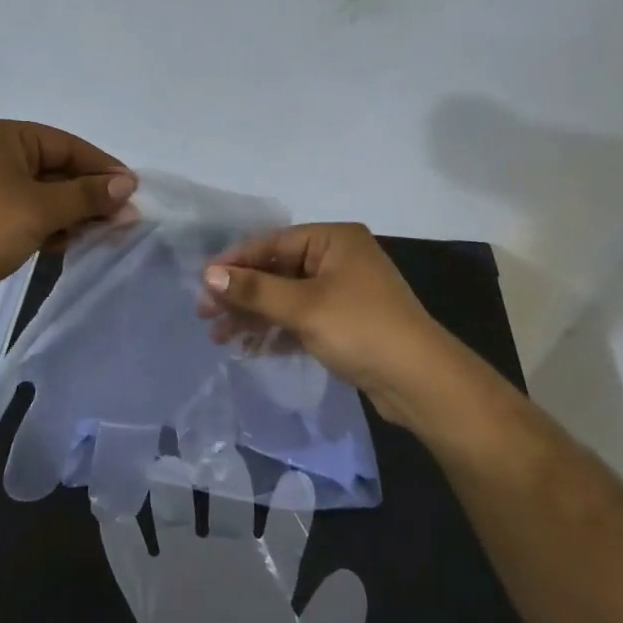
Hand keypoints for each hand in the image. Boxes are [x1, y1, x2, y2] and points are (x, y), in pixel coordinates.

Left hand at [0, 120, 135, 317]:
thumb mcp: (41, 209)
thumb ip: (87, 195)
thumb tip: (128, 184)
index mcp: (6, 137)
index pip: (68, 145)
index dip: (103, 168)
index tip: (133, 191)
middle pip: (57, 170)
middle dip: (89, 195)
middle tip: (122, 220)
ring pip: (44, 195)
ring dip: (71, 214)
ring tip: (99, 235)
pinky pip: (27, 214)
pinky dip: (49, 226)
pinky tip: (66, 244)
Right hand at [199, 223, 473, 433]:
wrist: (420, 382)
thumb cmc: (361, 329)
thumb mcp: (303, 307)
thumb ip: (254, 290)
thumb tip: (208, 275)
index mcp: (334, 240)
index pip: (273, 243)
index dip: (236, 262)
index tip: (202, 283)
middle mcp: (338, 259)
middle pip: (278, 271)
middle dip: (242, 295)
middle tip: (206, 315)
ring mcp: (343, 292)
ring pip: (287, 298)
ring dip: (255, 316)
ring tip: (220, 338)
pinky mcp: (344, 322)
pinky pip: (301, 319)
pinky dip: (277, 331)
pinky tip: (250, 347)